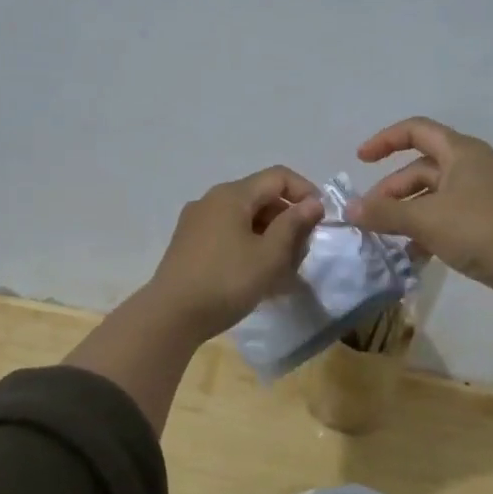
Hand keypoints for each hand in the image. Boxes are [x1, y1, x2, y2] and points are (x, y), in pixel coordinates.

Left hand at [147, 166, 325, 342]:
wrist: (170, 317)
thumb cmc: (226, 282)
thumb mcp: (269, 255)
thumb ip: (294, 225)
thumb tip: (313, 202)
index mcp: (232, 195)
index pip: (278, 177)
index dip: (305, 192)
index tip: (321, 220)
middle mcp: (212, 200)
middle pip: (261, 197)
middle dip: (288, 219)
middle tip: (304, 251)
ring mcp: (197, 222)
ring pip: (245, 218)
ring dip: (271, 236)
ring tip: (285, 269)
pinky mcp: (190, 244)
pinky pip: (229, 234)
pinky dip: (250, 246)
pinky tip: (258, 274)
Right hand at [346, 117, 492, 332]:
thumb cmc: (479, 229)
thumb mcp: (425, 219)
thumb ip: (384, 212)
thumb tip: (349, 208)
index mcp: (461, 152)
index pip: (415, 130)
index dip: (384, 140)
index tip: (360, 160)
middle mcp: (472, 166)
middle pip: (421, 167)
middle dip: (391, 190)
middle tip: (370, 216)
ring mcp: (482, 195)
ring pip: (433, 195)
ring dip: (407, 213)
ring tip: (387, 239)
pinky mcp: (489, 222)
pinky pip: (448, 217)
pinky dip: (427, 230)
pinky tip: (414, 255)